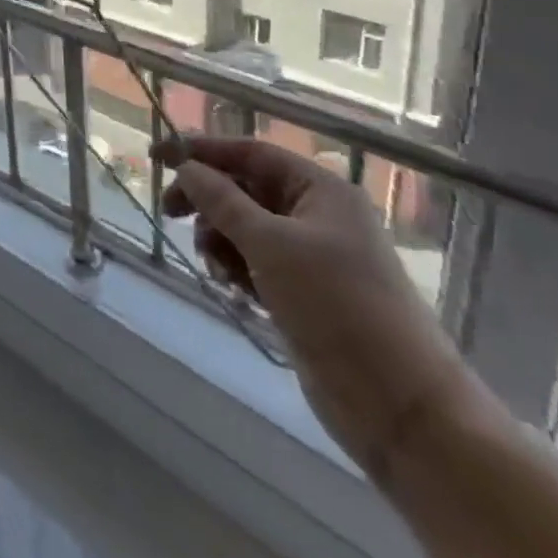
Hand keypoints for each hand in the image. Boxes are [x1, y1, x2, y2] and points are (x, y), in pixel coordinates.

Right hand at [156, 134, 481, 480]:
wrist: (400, 406)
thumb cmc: (336, 305)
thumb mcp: (270, 244)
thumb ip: (221, 200)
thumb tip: (185, 166)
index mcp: (321, 190)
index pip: (250, 153)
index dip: (202, 150)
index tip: (158, 156)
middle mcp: (317, 215)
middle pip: (245, 189)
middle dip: (207, 199)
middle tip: (171, 212)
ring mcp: (312, 256)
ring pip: (246, 228)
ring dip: (220, 238)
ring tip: (215, 265)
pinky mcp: (304, 293)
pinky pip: (256, 262)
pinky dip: (236, 267)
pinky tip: (230, 287)